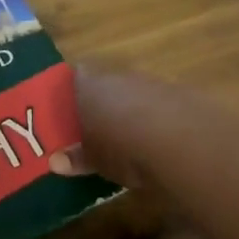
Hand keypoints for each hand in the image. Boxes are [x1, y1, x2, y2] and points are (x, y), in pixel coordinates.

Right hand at [52, 66, 238, 187]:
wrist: (181, 142)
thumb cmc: (122, 148)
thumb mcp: (94, 159)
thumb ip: (76, 158)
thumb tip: (56, 162)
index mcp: (89, 85)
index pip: (76, 77)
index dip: (74, 91)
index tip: (72, 109)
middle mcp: (118, 76)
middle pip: (107, 83)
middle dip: (104, 101)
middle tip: (100, 126)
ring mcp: (151, 82)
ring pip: (136, 92)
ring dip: (134, 109)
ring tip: (133, 137)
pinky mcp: (180, 94)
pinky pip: (162, 104)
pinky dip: (159, 118)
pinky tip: (162, 140)